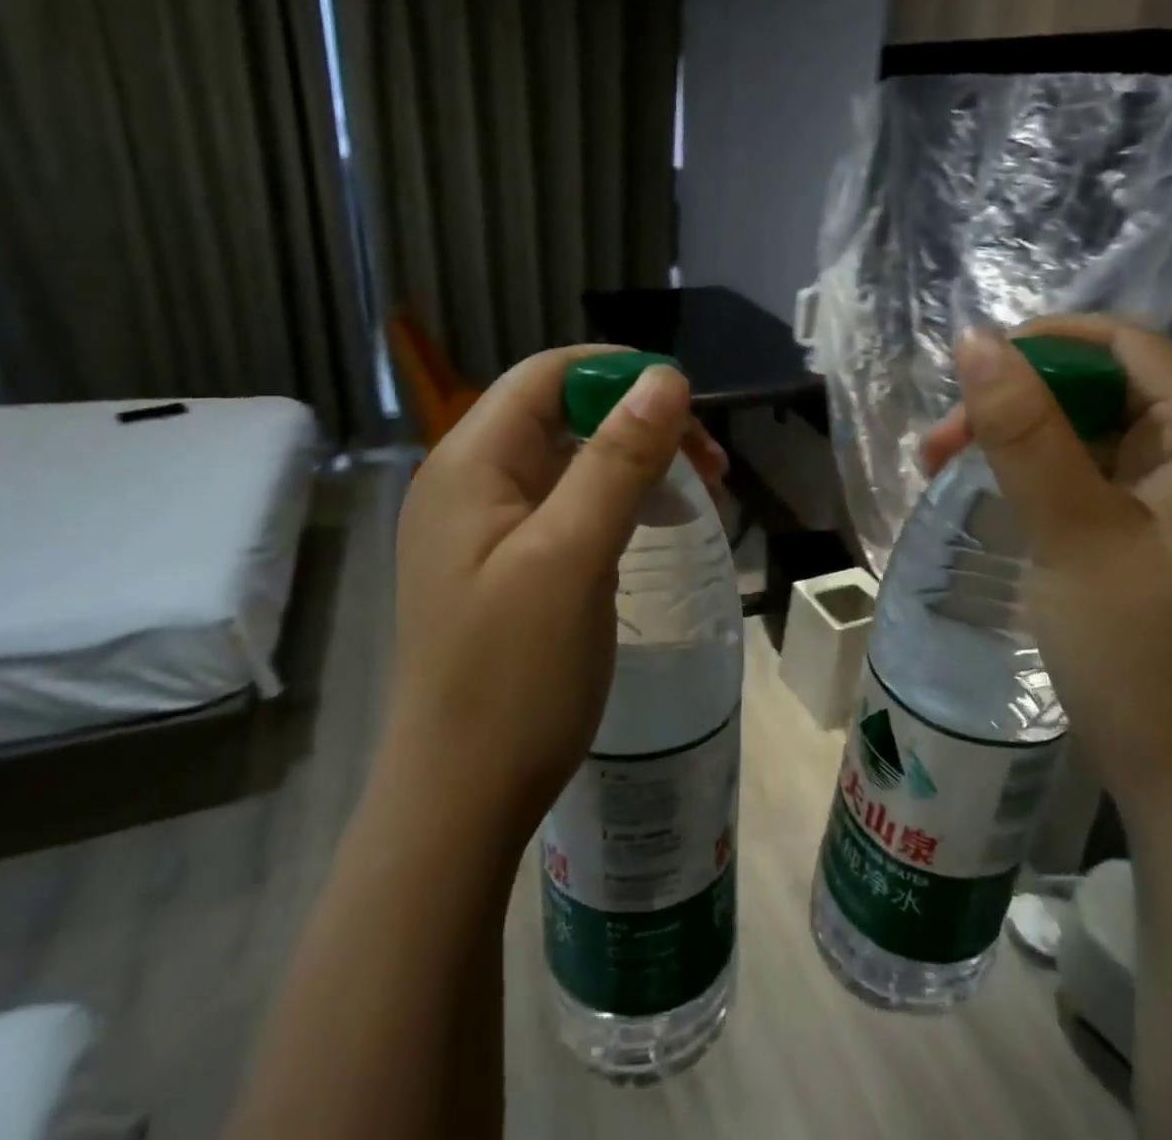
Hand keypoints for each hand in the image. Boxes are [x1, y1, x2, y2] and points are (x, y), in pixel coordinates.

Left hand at [384, 346, 725, 860]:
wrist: (463, 798)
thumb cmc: (516, 676)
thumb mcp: (574, 557)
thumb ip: (617, 460)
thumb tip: (666, 377)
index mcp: (470, 464)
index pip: (548, 375)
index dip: (619, 373)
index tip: (689, 407)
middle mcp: (469, 482)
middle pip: (562, 414)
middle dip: (638, 423)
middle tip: (708, 464)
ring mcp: (485, 527)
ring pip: (570, 461)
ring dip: (634, 462)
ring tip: (697, 493)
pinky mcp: (506, 564)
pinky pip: (567, 506)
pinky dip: (616, 502)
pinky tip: (652, 525)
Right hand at [924, 316, 1171, 828]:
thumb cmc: (1143, 657)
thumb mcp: (1073, 533)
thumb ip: (1023, 431)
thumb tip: (976, 340)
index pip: (1129, 347)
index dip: (1047, 342)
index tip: (968, 368)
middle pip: (1106, 395)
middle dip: (1018, 404)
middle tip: (939, 445)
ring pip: (1094, 445)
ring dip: (1020, 446)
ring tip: (945, 473)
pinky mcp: (1165, 551)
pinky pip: (1097, 491)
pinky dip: (1042, 486)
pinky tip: (994, 506)